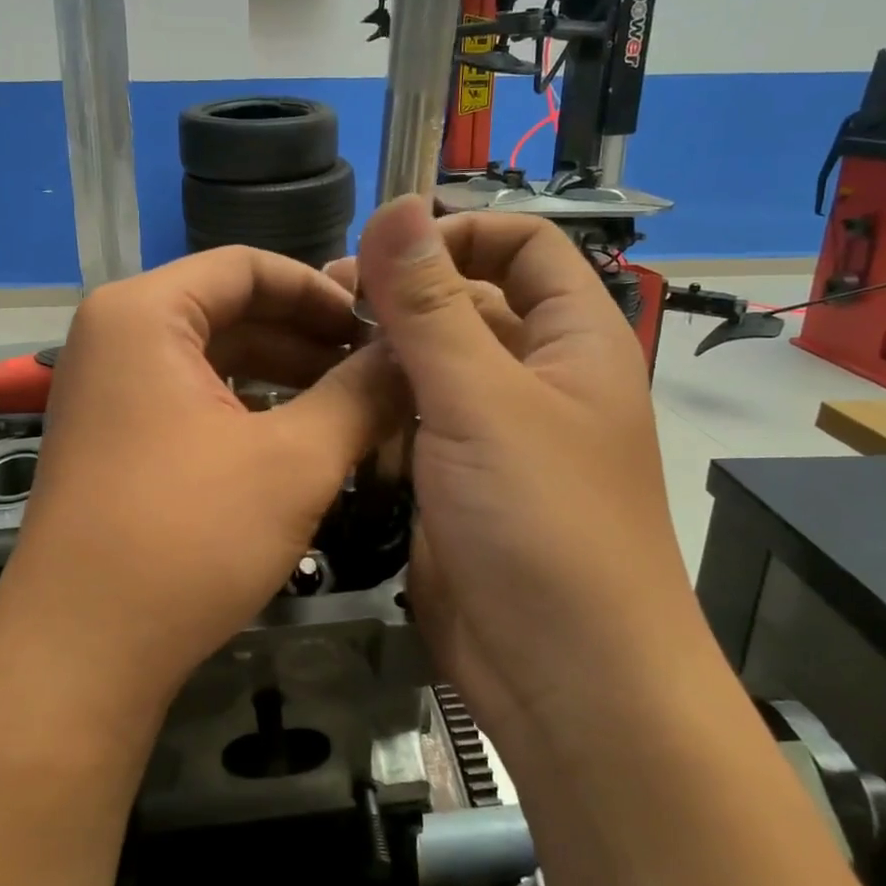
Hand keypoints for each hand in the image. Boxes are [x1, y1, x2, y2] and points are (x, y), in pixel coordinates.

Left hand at [0, 247, 398, 711]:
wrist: (80, 654)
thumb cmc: (186, 539)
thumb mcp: (293, 461)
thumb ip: (360, 396)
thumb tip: (412, 358)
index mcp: (144, 313)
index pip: (247, 266)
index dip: (321, 291)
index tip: (379, 327)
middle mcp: (115, 336)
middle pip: (229, 310)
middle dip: (306, 338)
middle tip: (376, 371)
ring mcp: (108, 390)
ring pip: (212, 359)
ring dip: (282, 377)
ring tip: (351, 406)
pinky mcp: (113, 438)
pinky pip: (190, 399)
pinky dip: (246, 410)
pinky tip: (296, 440)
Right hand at [329, 196, 692, 743]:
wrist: (564, 680)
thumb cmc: (542, 524)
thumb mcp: (480, 400)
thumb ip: (431, 304)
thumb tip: (398, 205)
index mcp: (571, 340)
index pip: (522, 246)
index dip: (458, 235)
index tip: (384, 255)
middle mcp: (535, 378)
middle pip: (466, 304)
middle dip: (401, 298)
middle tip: (325, 305)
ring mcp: (492, 435)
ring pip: (428, 367)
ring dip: (379, 359)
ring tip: (314, 360)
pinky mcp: (454, 482)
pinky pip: (409, 425)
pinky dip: (374, 415)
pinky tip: (331, 416)